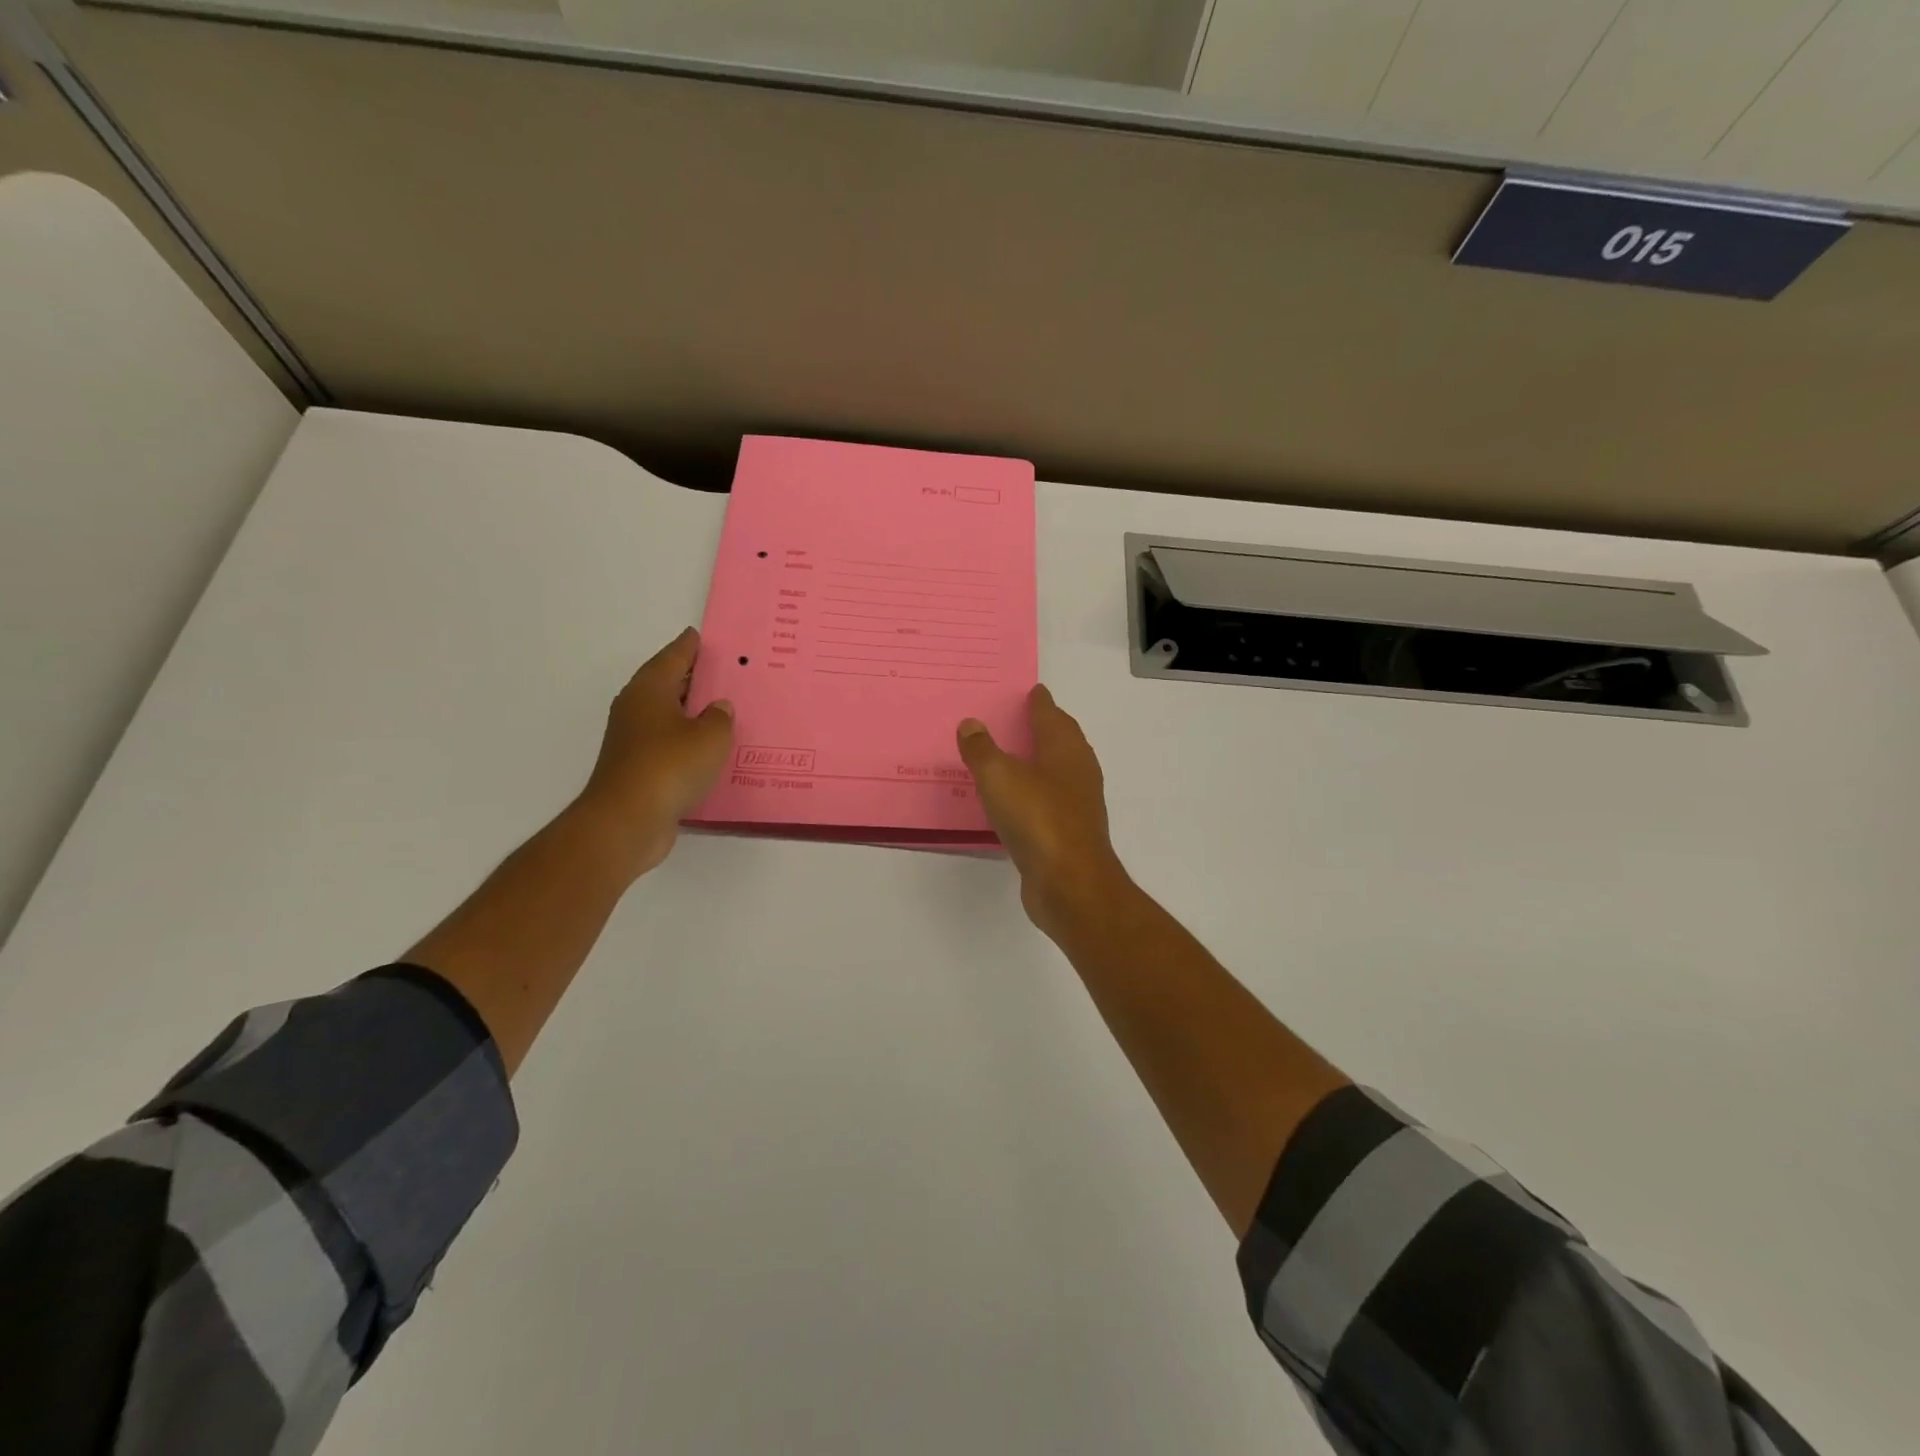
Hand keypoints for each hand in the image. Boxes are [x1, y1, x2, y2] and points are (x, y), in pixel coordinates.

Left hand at [576, 628, 734, 879]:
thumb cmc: (670, 766)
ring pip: (668, 716)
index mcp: (650, 690)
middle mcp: (636, 709)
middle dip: (692, 678)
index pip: (673, 657)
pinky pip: (669, 744)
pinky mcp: (638, 769)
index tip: (700, 636)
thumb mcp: (711, 736)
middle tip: (723, 671)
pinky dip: (687, 742)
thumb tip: (717, 708)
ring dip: (691, 713)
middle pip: (667, 684)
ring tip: (723, 710)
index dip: (689, 646)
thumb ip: (720, 717)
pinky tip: (709, 750)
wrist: (627, 821)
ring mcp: (633, 740)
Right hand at [957, 685, 1130, 935]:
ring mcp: (1076, 805)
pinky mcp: (1067, 834)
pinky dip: (1030, 794)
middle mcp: (1077, 772)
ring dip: (1035, 763)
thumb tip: (971, 724)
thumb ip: (982, 750)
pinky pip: (1045, 803)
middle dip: (1042, 728)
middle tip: (1014, 719)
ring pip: (1055, 773)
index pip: (1051, 715)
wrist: (1069, 883)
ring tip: (1007, 757)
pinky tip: (1011, 802)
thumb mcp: (999, 777)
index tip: (1031, 690)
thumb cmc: (1038, 818)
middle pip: (1060, 741)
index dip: (1040, 702)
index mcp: (1065, 749)